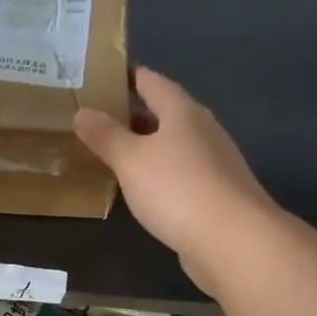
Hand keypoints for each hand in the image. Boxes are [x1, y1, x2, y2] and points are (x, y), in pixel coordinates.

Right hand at [74, 67, 276, 290]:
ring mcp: (214, 164)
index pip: (153, 82)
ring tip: (114, 152)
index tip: (105, 74)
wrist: (234, 241)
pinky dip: (159, 173)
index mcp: (183, 112)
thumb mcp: (131, 160)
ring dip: (147, 146)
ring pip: (174, 145)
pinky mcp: (217, 194)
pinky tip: (143, 188)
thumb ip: (105, 136)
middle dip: (134, 114)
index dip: (129, 76)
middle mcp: (202, 131)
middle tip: (99, 117)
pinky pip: (181, 173)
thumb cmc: (178, 188)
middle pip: (165, 113)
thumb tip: (82, 112)